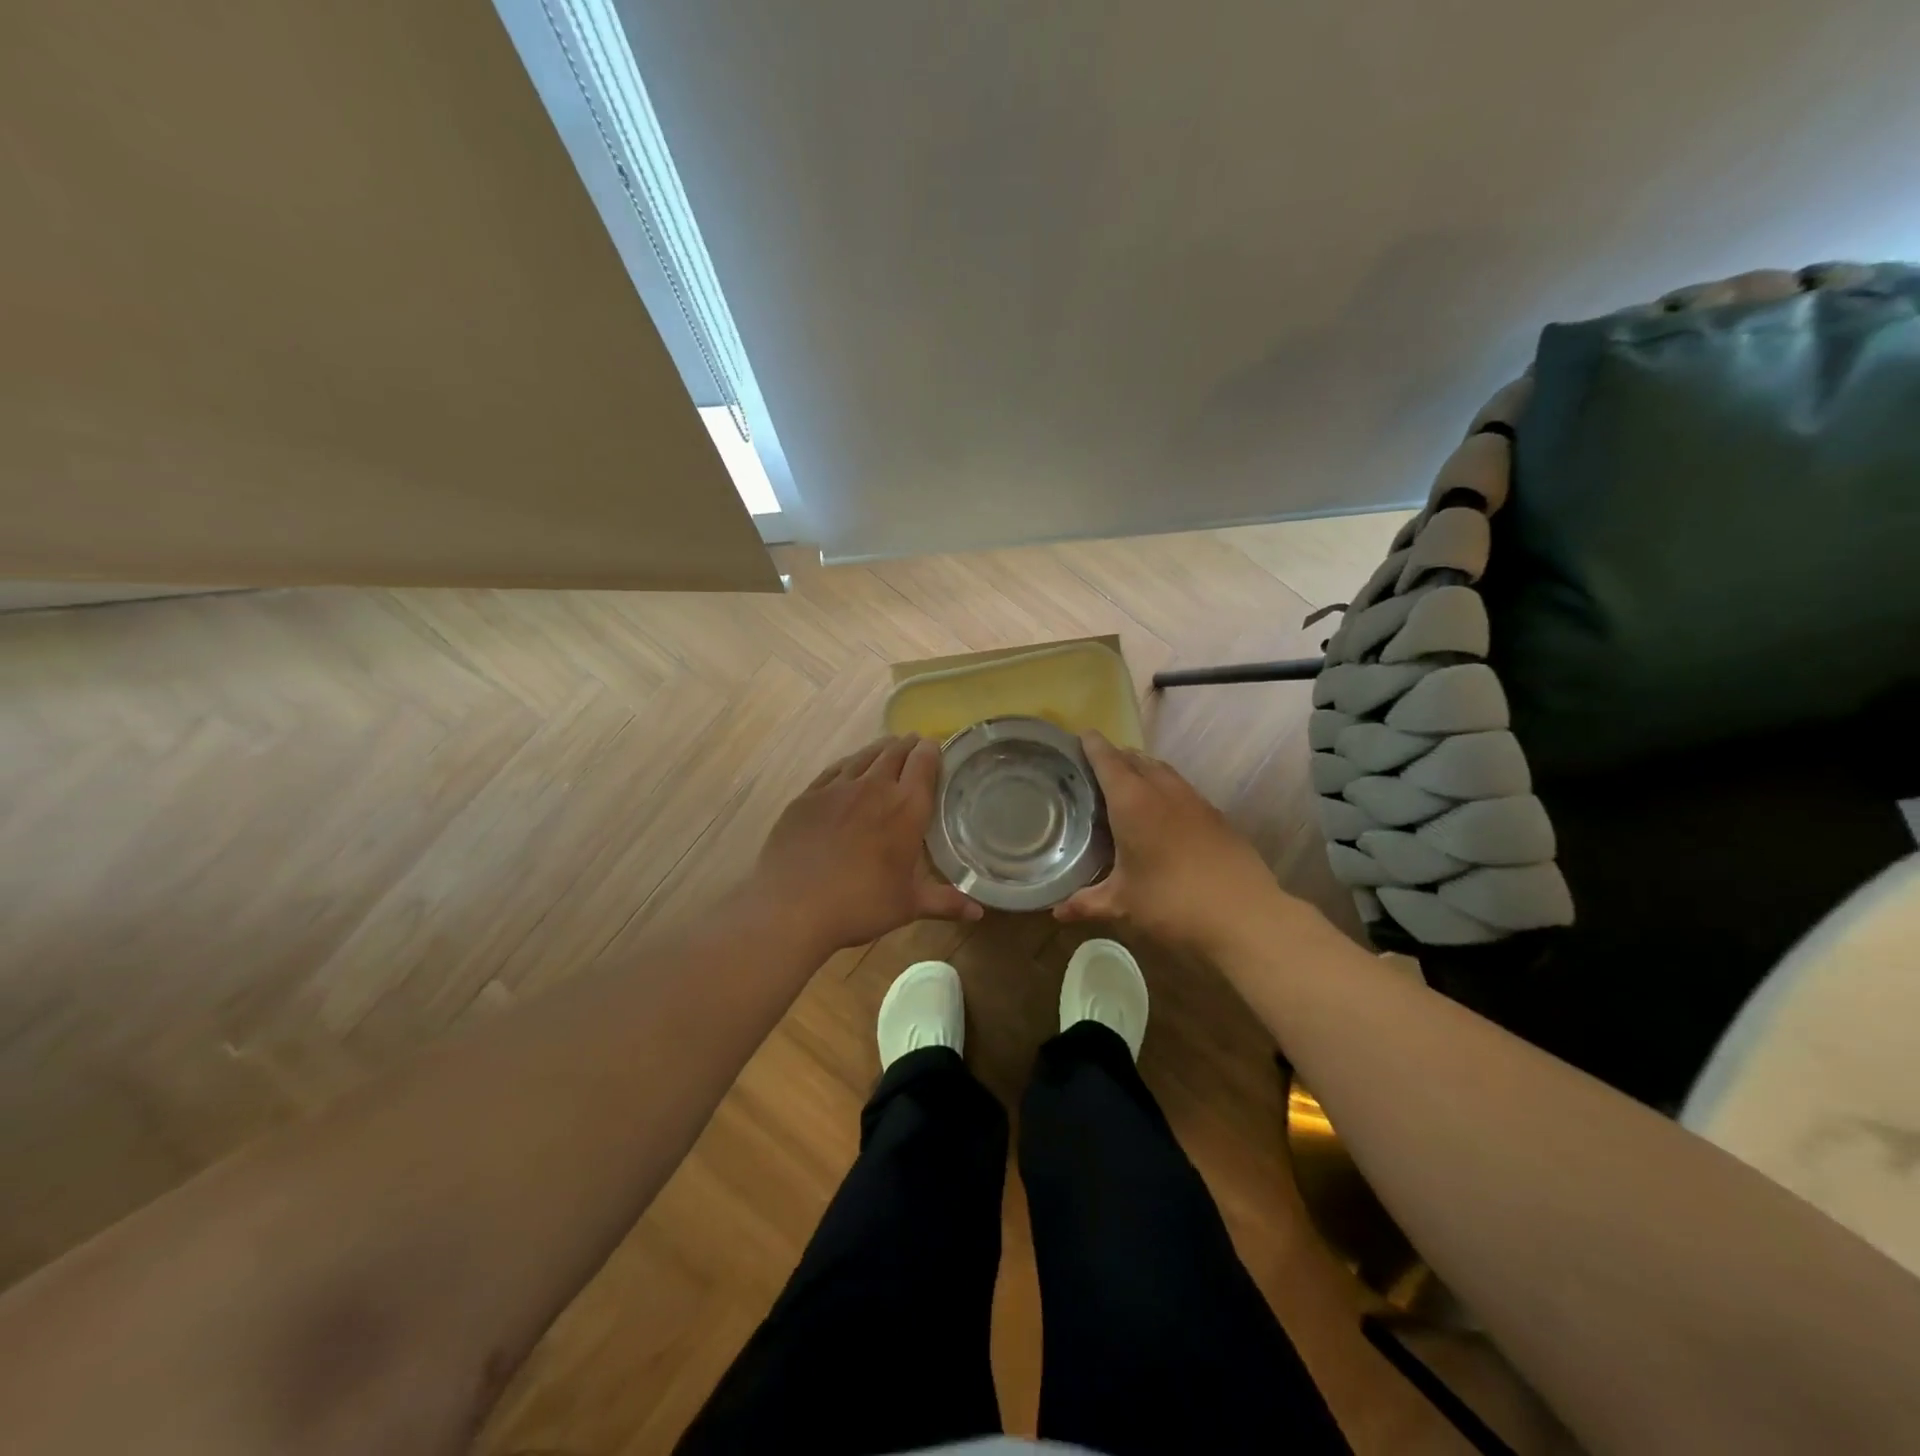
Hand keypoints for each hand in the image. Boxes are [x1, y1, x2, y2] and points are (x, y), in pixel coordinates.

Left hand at [757, 735, 983, 950]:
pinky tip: (849, 767)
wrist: (792, 906)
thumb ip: (945, 902)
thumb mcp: (908, 906)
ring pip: (865, 756)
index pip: (924, 763)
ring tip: (887, 747)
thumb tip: (978, 912)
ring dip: (880, 749)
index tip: (935, 747)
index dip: (931, 750)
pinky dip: (849, 763)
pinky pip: (834, 769)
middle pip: (895, 752)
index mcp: (906, 808)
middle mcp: (874, 787)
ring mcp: (837, 788)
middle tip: (915, 744)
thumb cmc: (860, 905)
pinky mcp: (808, 796)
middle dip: (908, 745)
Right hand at [1055, 731, 1286, 957]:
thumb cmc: (1172, 903)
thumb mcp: (1123, 904)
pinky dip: (1165, 787)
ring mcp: (1194, 801)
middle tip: (1097, 764)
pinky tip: (1162, 811)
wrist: (1245, 915)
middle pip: (1137, 759)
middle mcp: (1163, 791)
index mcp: (1133, 802)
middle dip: (1117, 756)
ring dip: (1143, 768)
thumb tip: (1055, 913)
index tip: (1081, 735)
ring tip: (1128, 781)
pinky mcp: (1216, 816)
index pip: (1108, 761)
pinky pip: (1182, 788)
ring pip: (1163, 770)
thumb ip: (1086, 903)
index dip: (1093, 746)